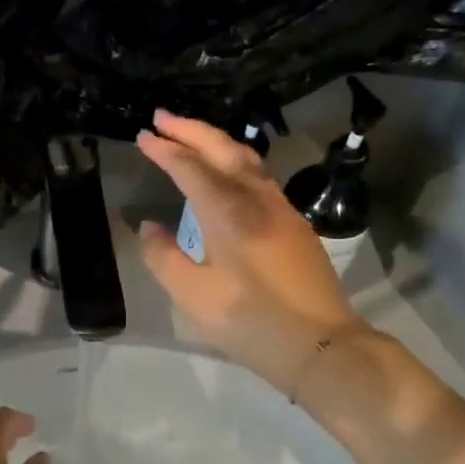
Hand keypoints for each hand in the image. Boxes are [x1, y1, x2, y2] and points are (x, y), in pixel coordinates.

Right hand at [137, 110, 364, 392]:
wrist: (322, 346)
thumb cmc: (251, 323)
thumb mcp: (194, 296)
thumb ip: (164, 257)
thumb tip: (149, 227)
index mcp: (229, 213)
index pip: (191, 168)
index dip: (165, 150)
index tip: (142, 137)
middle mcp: (257, 199)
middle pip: (222, 150)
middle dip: (190, 130)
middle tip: (161, 118)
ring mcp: (282, 208)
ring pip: (246, 159)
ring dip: (215, 141)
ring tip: (189, 136)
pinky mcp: (294, 223)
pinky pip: (259, 176)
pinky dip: (234, 161)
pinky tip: (225, 172)